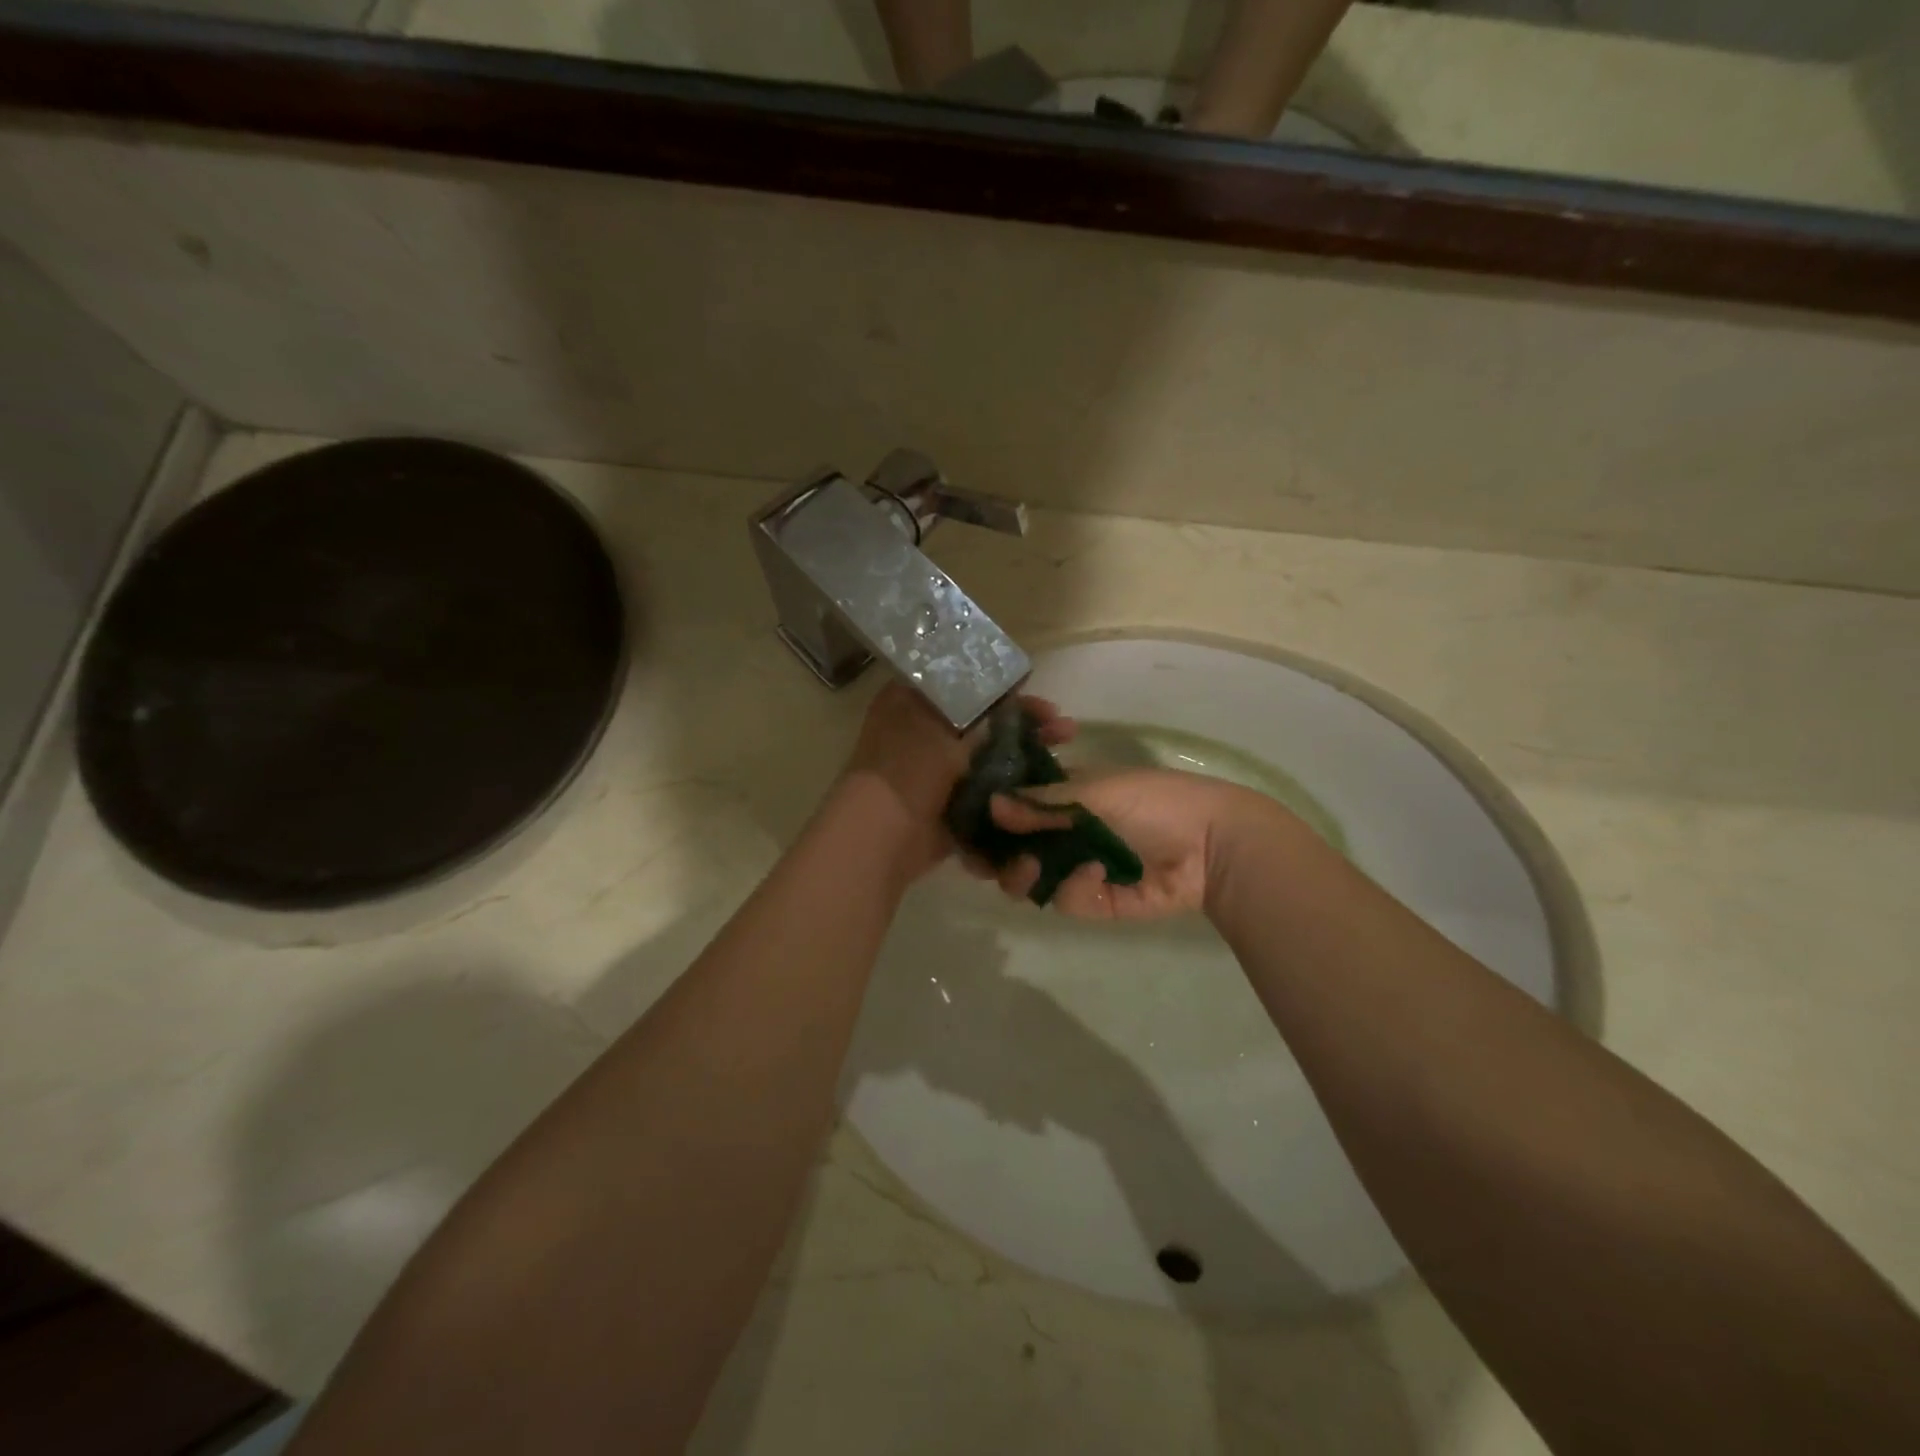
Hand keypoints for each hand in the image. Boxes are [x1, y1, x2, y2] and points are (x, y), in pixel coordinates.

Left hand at [839, 683, 1073, 880]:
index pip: (970, 686)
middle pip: (985, 724)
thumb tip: (1013, 692)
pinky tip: (1044, 795)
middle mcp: (924, 733)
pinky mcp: (947, 807)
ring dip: (1026, 763)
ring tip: (1065, 765)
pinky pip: (986, 795)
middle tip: (1065, 732)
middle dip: (1027, 728)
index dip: (1010, 692)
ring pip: (990, 761)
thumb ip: (983, 708)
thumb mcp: (949, 724)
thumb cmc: (909, 768)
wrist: (882, 837)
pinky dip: (1010, 795)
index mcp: (914, 701)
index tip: (1045, 704)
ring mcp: (936, 773)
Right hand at [984, 769, 1275, 919]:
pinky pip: (1065, 900)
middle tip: (986, 863)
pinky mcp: (1095, 901)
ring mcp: (1078, 867)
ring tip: (1029, 870)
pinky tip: (1098, 875)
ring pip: (1030, 879)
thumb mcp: (1096, 791)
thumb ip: (1044, 803)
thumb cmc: (1154, 802)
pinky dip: (1074, 889)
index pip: (1014, 807)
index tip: (965, 828)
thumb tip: (991, 805)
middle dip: (995, 856)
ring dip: (1022, 875)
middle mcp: (1065, 833)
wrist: (1213, 845)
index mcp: (1064, 797)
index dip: (989, 818)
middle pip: (1013, 849)